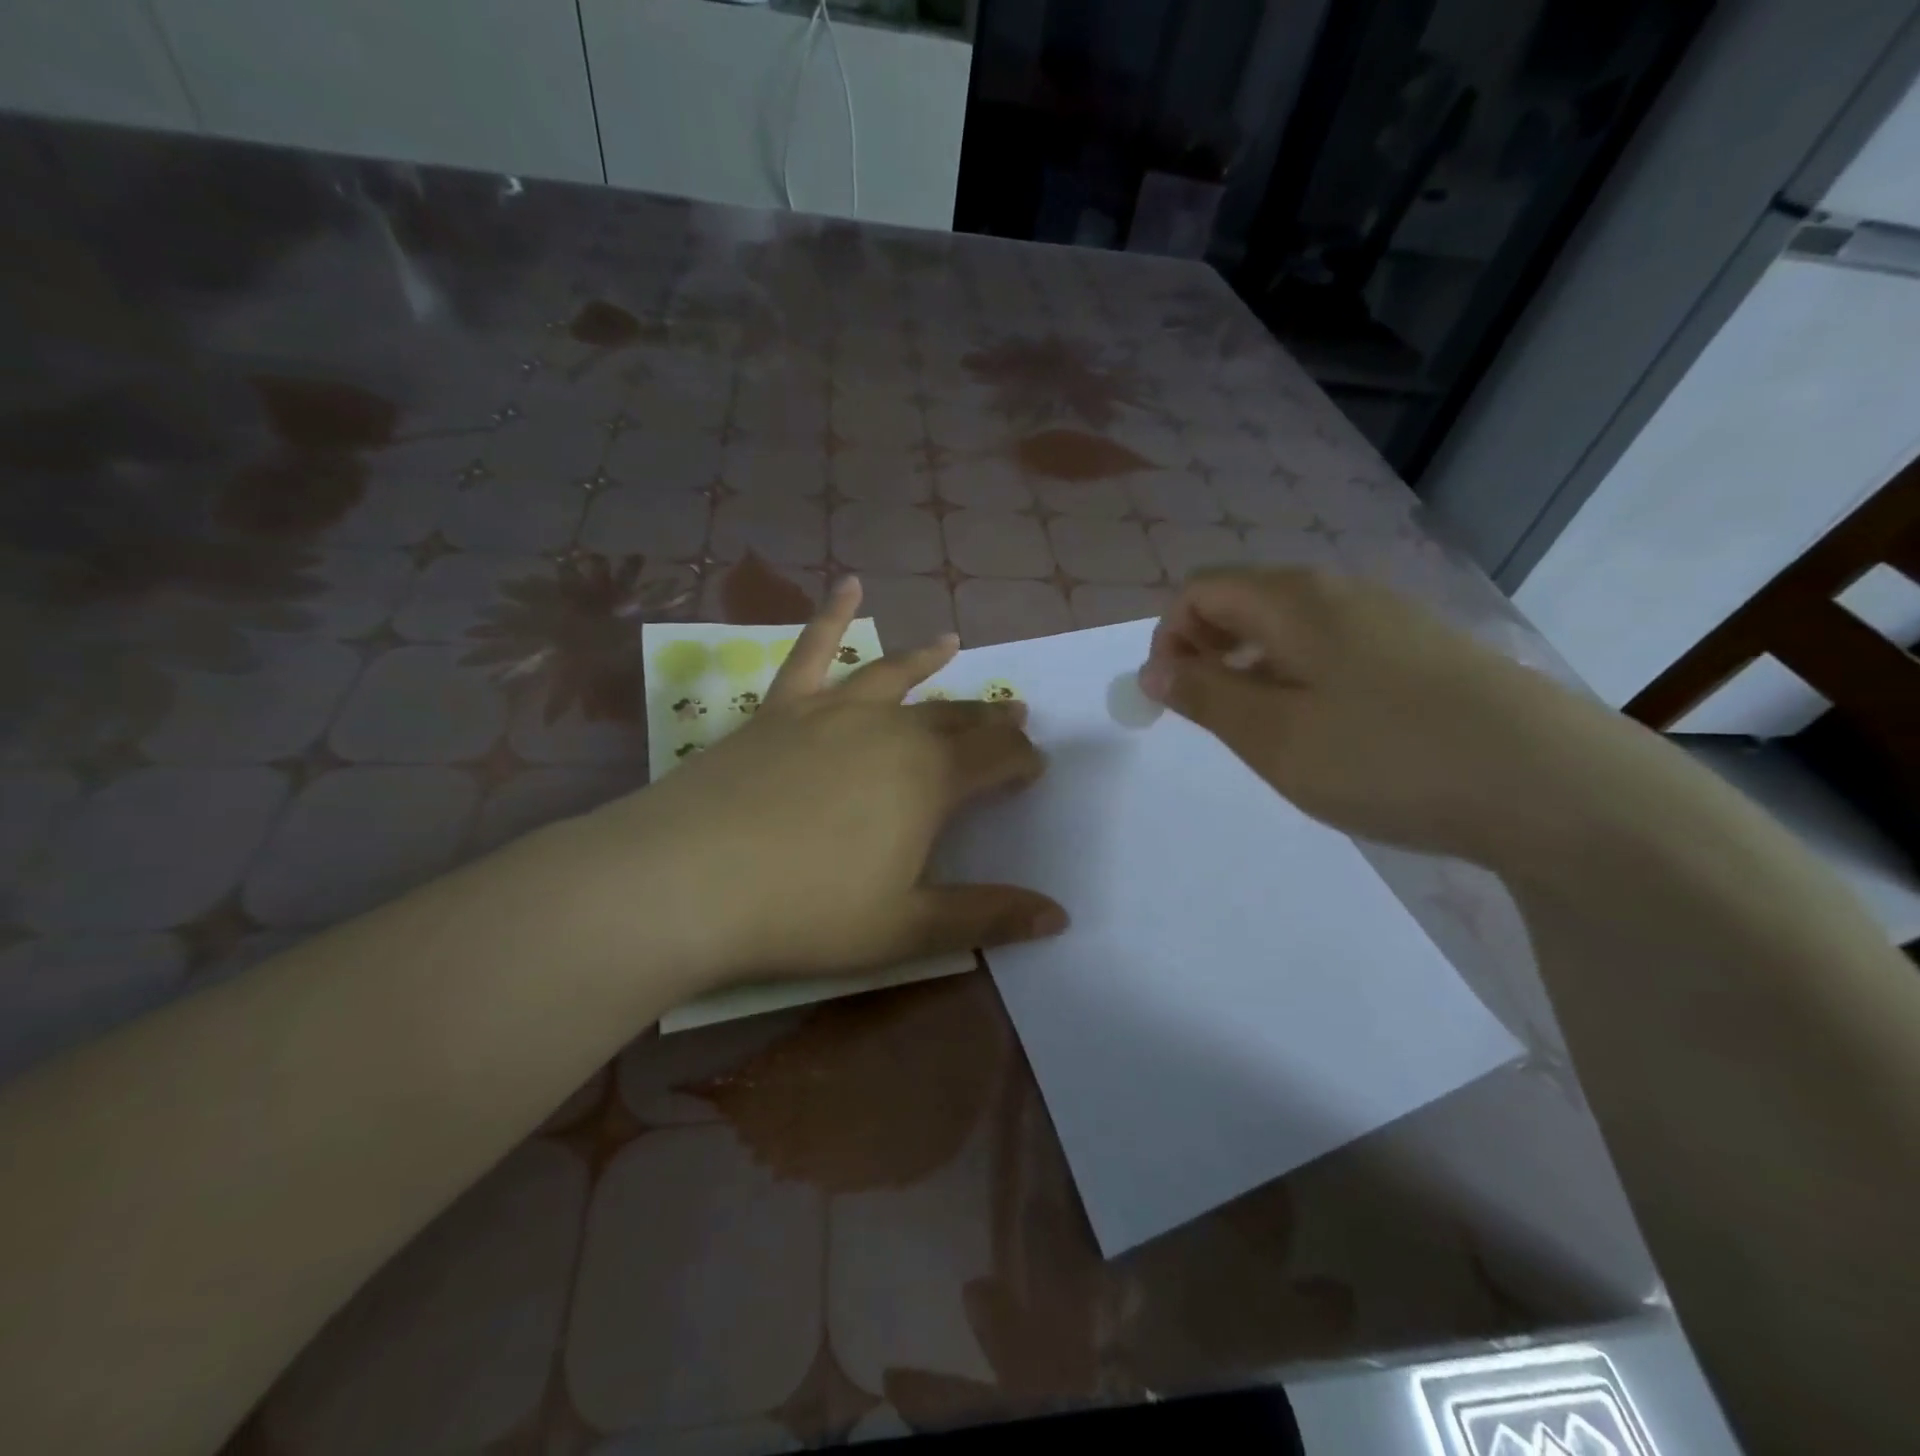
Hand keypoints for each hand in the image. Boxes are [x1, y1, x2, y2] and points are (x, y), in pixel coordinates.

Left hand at [572, 579, 1065, 990]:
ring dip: (928, 660)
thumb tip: (1060, 916)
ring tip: (953, 643)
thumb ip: (986, 917)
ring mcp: (832, 711)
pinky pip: (811, 651)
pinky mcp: (781, 708)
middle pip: (954, 717)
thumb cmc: (806, 912)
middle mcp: (890, 731)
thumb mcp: (907, 929)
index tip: (1036, 767)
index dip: (1022, 761)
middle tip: (1013, 713)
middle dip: (989, 718)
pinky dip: (833, 615)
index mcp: (929, 780)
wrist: (688, 881)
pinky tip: (849, 585)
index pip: (996, 759)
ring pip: (895, 676)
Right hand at [1139, 567, 1616, 867]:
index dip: (1169, 637)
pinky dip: (1304, 678)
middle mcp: (1341, 593)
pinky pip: (1337, 648)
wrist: (1557, 787)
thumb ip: (1204, 697)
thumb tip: (1154, 669)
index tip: (1172, 698)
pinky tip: (1332, 732)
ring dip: (1256, 669)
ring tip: (1270, 732)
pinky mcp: (1425, 651)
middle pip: (1246, 600)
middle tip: (1215, 719)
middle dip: (1210, 652)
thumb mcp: (1274, 737)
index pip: (1201, 589)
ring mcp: (1390, 619)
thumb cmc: (1388, 758)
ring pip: (1292, 627)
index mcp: (1294, 600)